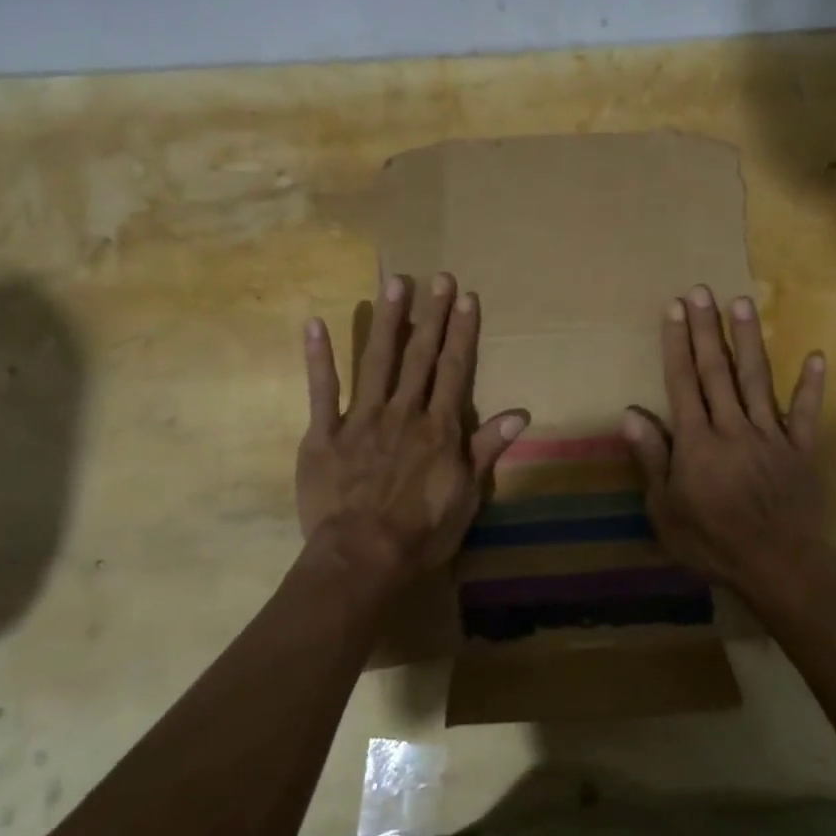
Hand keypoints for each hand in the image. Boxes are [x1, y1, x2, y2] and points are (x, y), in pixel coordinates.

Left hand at [296, 272, 527, 589]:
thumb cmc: (421, 532)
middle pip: (420, 356)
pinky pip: (320, 391)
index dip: (462, 333)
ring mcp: (361, 419)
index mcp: (438, 428)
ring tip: (394, 283)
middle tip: (439, 278)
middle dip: (432, 316)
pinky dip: (317, 358)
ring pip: (376, 361)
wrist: (362, 557)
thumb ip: (486, 449)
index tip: (467, 298)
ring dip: (386, 321)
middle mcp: (403, 412)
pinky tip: (315, 324)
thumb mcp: (466, 496)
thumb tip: (521, 413)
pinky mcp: (324, 434)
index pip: (455, 370)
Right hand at [622, 286, 827, 605]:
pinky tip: (816, 355)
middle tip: (702, 291)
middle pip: (717, 371)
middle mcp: (734, 428)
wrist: (779, 567)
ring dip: (749, 340)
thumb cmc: (713, 544)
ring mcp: (772, 435)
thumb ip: (652, 459)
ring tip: (742, 302)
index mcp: (697, 443)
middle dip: (707, 329)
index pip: (683, 383)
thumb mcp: (665, 511)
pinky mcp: (802, 449)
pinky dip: (812, 385)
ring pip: (758, 380)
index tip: (674, 309)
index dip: (677, 344)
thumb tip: (631, 414)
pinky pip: (808, 412)